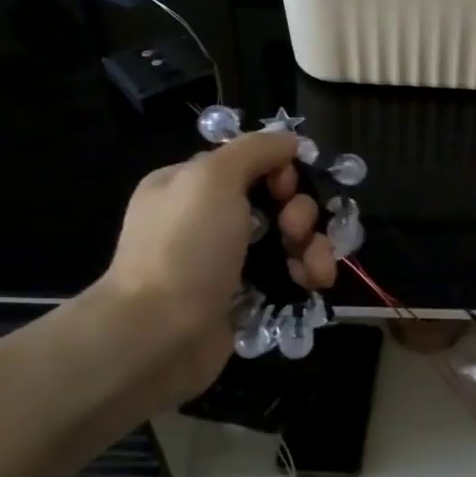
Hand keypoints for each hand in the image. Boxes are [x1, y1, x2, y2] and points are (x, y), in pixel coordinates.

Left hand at [90, 131, 337, 405]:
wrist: (159, 334)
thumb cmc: (185, 247)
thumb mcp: (213, 177)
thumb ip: (255, 149)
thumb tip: (290, 141)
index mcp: (191, 185)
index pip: (251, 163)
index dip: (280, 171)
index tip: (287, 189)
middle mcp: (208, 220)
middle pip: (276, 202)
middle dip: (301, 213)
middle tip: (295, 231)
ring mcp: (226, 262)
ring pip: (288, 240)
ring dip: (313, 247)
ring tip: (316, 269)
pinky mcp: (245, 298)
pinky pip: (287, 275)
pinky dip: (306, 275)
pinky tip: (315, 284)